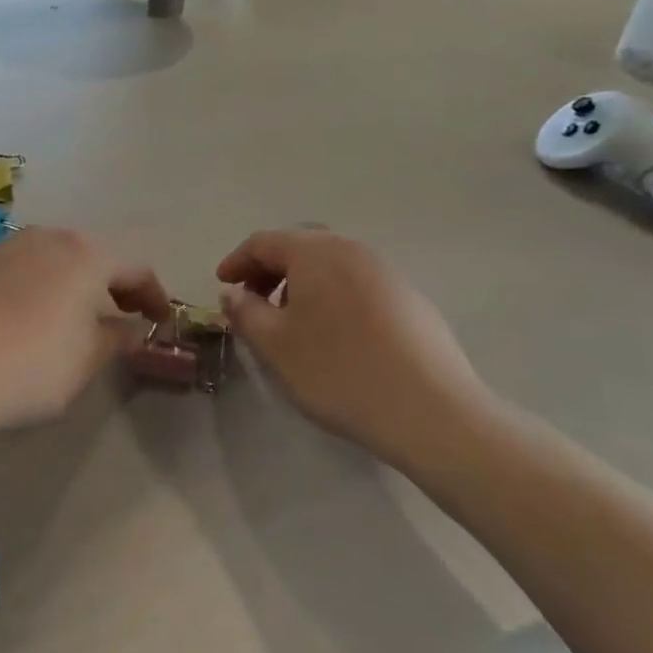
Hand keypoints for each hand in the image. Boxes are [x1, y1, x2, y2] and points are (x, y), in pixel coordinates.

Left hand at [0, 227, 169, 439]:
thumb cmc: (24, 369)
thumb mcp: (84, 363)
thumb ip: (117, 339)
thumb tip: (132, 328)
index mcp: (85, 256)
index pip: (136, 268)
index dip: (155, 296)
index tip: (161, 323)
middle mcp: (48, 238)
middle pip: (96, 255)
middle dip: (116, 285)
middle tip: (126, 317)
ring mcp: (9, 246)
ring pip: (58, 257)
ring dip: (78, 283)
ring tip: (80, 317)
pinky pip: (26, 267)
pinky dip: (44, 284)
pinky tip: (34, 316)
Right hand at [216, 229, 492, 464]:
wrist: (430, 411)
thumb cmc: (337, 371)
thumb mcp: (274, 345)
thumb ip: (245, 313)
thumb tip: (233, 294)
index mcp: (316, 252)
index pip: (264, 242)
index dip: (237, 261)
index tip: (222, 285)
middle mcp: (353, 250)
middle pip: (301, 247)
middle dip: (270, 270)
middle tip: (253, 301)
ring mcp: (388, 273)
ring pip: (331, 266)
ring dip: (302, 284)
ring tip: (291, 321)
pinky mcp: (411, 300)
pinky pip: (357, 285)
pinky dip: (332, 297)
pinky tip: (334, 335)